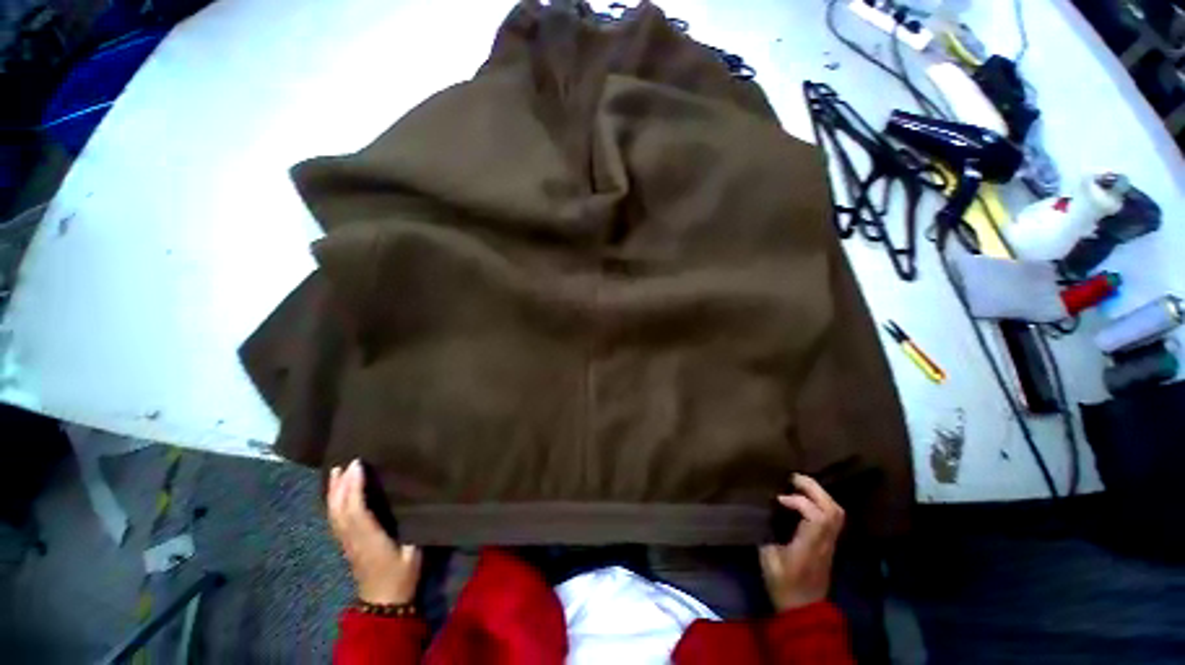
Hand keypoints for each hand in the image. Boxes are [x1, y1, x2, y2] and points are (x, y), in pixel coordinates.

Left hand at [327, 460, 420, 604]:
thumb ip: (412, 526)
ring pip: (334, 515)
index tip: (358, 464)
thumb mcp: (414, 550)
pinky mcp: (347, 545)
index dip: (354, 487)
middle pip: (339, 510)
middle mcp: (353, 539)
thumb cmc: (402, 575)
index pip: (355, 511)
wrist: (384, 603)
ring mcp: (347, 543)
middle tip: (345, 462)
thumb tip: (415, 500)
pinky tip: (337, 494)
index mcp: (370, 539)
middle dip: (340, 485)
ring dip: (333, 492)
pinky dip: (334, 503)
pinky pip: (336, 520)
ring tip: (336, 472)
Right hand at [759, 473, 844, 611]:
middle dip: (814, 489)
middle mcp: (824, 542)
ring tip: (800, 484)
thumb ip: (768, 533)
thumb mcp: (768, 560)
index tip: (778, 499)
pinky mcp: (829, 544)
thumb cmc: (783, 585)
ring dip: (820, 494)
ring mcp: (830, 543)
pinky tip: (805, 499)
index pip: (816, 516)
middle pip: (832, 510)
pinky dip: (821, 502)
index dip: (799, 501)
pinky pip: (833, 517)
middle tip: (794, 477)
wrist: (804, 610)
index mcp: (809, 546)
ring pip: (836, 512)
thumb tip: (763, 513)